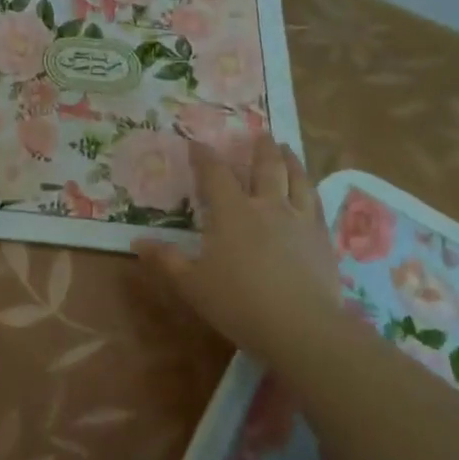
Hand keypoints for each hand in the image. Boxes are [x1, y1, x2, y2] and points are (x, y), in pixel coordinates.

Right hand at [134, 135, 349, 361]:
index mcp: (232, 213)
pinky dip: (312, 190)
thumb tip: (136, 243)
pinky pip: (317, 204)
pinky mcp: (322, 238)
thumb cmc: (238, 303)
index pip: (215, 174)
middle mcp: (268, 206)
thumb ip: (166, 260)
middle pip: (266, 167)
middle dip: (260, 149)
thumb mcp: (192, 284)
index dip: (204, 156)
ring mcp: (300, 220)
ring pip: (298, 179)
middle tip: (260, 133)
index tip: (197, 142)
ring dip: (291, 160)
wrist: (301, 326)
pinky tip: (312, 191)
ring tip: (288, 149)